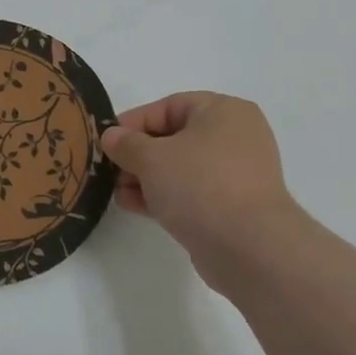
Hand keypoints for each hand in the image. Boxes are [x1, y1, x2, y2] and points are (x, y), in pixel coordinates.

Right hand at [101, 92, 302, 275]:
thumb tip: (111, 137)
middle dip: (138, 154)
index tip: (106, 141)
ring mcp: (236, 174)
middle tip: (109, 168)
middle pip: (174, 138)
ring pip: (181, 168)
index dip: (133, 122)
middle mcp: (236, 137)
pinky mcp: (232, 207)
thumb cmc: (200, 185)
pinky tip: (133, 205)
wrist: (249, 248)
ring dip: (146, 177)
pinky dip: (163, 195)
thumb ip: (126, 143)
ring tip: (116, 191)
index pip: (169, 107)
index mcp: (224, 111)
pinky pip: (191, 193)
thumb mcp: (151, 157)